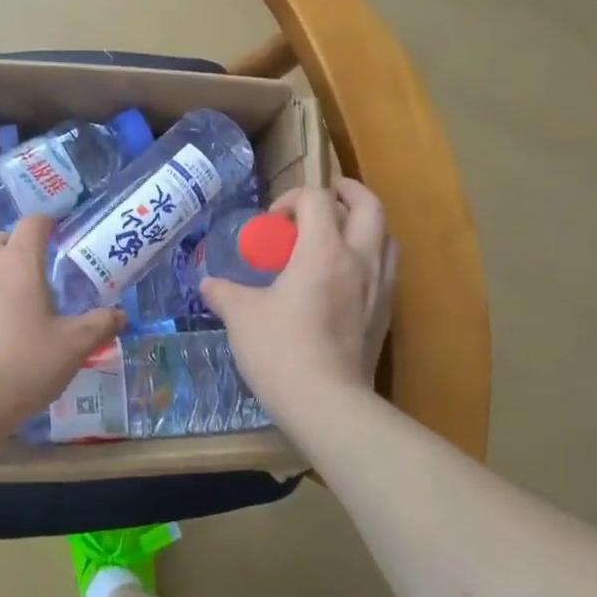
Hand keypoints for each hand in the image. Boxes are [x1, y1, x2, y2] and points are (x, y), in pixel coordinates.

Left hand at [0, 214, 124, 452]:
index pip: (34, 223)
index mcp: (18, 260)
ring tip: (9, 305)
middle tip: (38, 282)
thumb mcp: (72, 348)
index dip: (49, 226)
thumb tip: (120, 316)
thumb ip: (99, 325)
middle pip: (4, 239)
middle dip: (21, 251)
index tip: (59, 240)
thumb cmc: (21, 367)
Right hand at [199, 180, 397, 428]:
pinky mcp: (386, 314)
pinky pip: (387, 267)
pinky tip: (347, 274)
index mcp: (323, 251)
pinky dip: (371, 254)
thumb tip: (209, 284)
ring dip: (366, 223)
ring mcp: (380, 287)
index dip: (292, 198)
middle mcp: (360, 260)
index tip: (272, 222)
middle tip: (326, 197)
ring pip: (387, 235)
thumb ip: (224, 293)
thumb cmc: (281, 351)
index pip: (317, 199)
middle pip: (370, 205)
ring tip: (341, 231)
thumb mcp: (241, 316)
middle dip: (346, 192)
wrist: (327, 404)